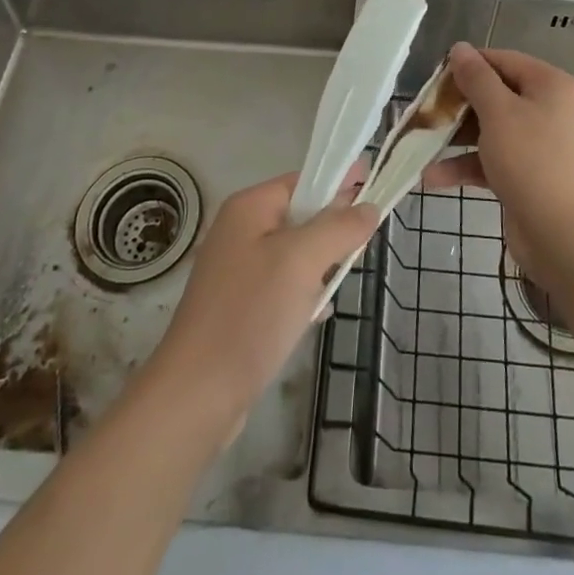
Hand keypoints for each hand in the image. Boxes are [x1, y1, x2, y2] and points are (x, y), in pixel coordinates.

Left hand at [145, 168, 378, 445]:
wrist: (197, 394)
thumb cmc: (251, 314)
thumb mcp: (302, 261)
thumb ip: (339, 228)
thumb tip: (369, 206)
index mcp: (250, 207)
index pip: (304, 180)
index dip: (340, 182)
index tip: (376, 186)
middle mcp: (241, 229)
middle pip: (300, 214)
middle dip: (333, 226)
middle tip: (364, 242)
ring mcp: (238, 269)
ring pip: (295, 251)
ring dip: (320, 262)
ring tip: (344, 276)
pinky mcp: (240, 305)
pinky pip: (283, 283)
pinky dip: (304, 291)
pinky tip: (318, 311)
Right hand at [424, 43, 573, 280]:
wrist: (562, 237)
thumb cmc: (531, 162)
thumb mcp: (498, 113)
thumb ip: (476, 78)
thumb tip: (460, 48)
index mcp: (552, 86)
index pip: (504, 60)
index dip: (469, 64)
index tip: (435, 76)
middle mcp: (551, 109)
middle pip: (497, 95)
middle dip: (459, 105)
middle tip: (426, 110)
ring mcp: (542, 144)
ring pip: (492, 129)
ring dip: (457, 137)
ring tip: (421, 143)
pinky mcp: (531, 174)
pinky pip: (495, 159)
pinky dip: (468, 164)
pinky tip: (433, 176)